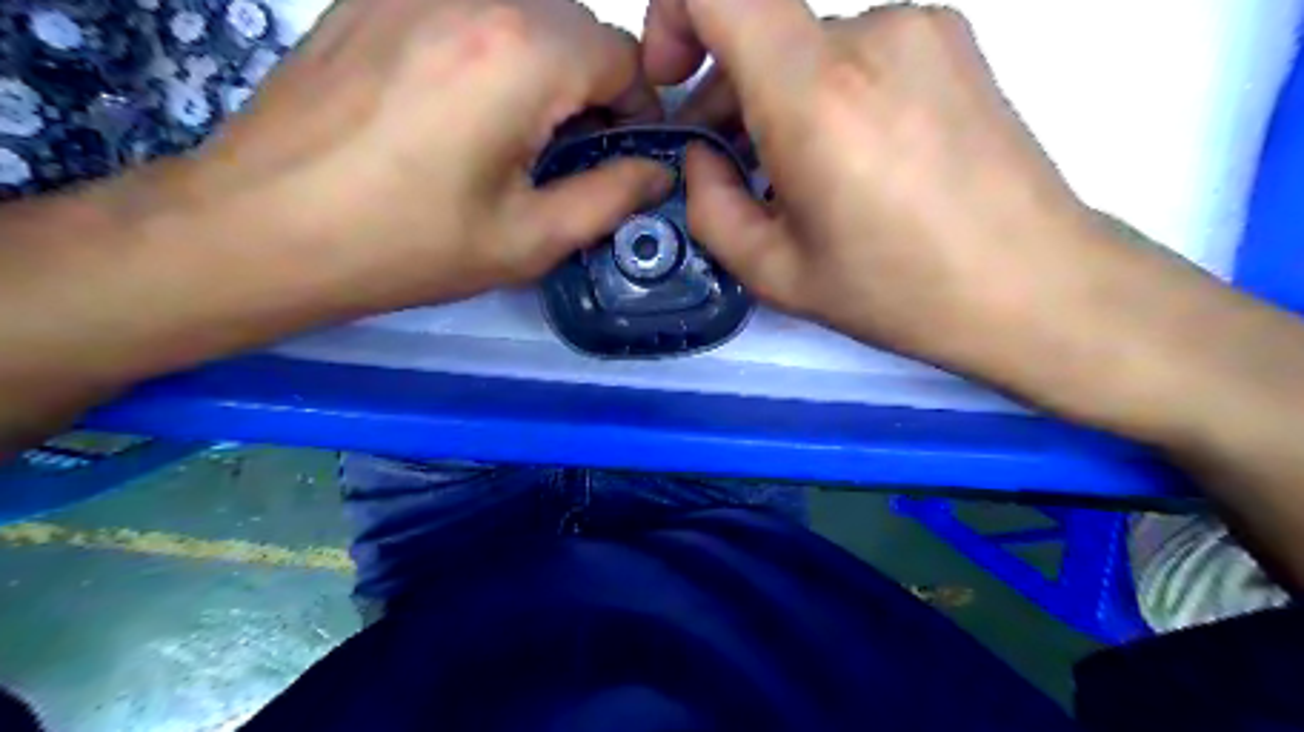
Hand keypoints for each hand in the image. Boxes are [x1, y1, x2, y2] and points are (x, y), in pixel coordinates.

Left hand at [175, 0, 671, 312]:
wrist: (263, 228)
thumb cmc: (406, 245)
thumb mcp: (528, 238)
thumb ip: (610, 197)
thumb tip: (657, 172)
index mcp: (522, 53)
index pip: (623, 55)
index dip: (638, 107)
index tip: (623, 154)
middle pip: (576, 24)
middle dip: (593, 84)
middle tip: (570, 151)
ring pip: (524, 11)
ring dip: (544, 65)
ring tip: (517, 131)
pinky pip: (466, 7)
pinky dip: (491, 47)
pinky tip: (462, 104)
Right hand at [642, 0, 1199, 405]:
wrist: (1033, 286)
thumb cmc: (896, 291)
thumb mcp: (775, 273)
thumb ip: (710, 207)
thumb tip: (704, 155)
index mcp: (814, 93)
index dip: (673, 13)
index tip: (673, 76)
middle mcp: (869, 33)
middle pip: (763, 27)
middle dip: (727, 89)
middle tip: (733, 166)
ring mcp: (920, 26)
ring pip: (810, 46)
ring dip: (781, 98)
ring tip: (800, 176)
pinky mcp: (952, 40)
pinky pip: (859, 51)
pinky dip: (830, 92)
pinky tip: (853, 159)